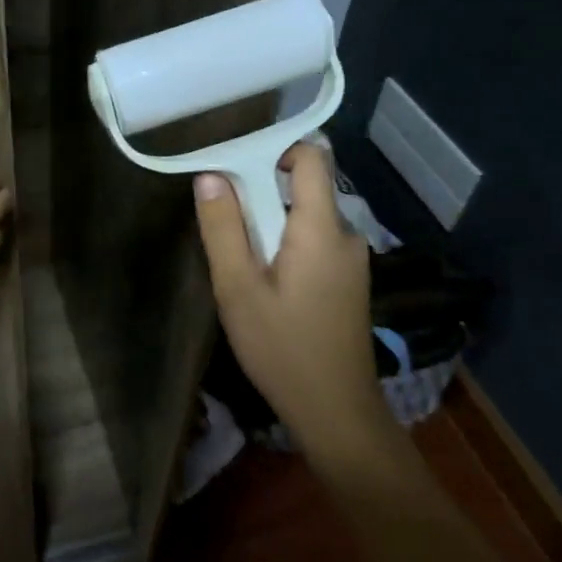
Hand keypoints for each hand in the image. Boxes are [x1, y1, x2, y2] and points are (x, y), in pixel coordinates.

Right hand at [194, 143, 380, 453]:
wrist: (336, 411)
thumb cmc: (283, 348)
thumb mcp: (238, 288)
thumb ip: (222, 228)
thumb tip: (210, 175)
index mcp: (321, 227)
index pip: (312, 157)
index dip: (275, 149)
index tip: (237, 166)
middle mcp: (345, 234)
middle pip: (304, 188)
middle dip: (261, 196)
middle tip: (224, 224)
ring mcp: (351, 260)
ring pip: (305, 218)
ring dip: (271, 226)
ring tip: (240, 261)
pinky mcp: (349, 281)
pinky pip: (314, 242)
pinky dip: (286, 246)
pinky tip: (265, 284)